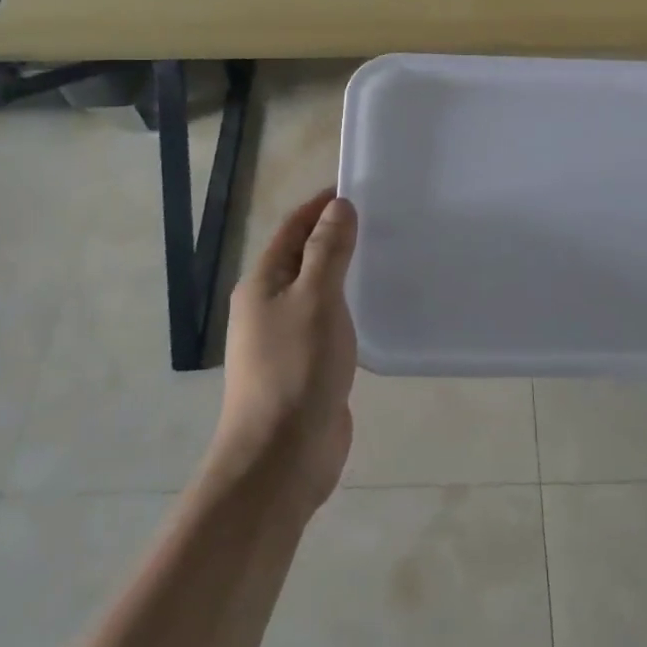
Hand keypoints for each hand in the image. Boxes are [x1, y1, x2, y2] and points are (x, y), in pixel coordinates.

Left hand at [213, 188, 358, 512]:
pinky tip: (376, 309)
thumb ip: (328, 250)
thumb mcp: (315, 298)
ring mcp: (286, 339)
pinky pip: (329, 324)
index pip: (292, 229)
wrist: (281, 458)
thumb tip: (338, 206)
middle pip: (303, 258)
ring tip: (384, 257)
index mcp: (262, 283)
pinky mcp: (306, 367)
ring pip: (317, 292)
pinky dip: (349, 308)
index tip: (355, 189)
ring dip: (344, 273)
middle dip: (335, 236)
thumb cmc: (295, 368)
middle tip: (380, 221)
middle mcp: (269, 306)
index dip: (320, 206)